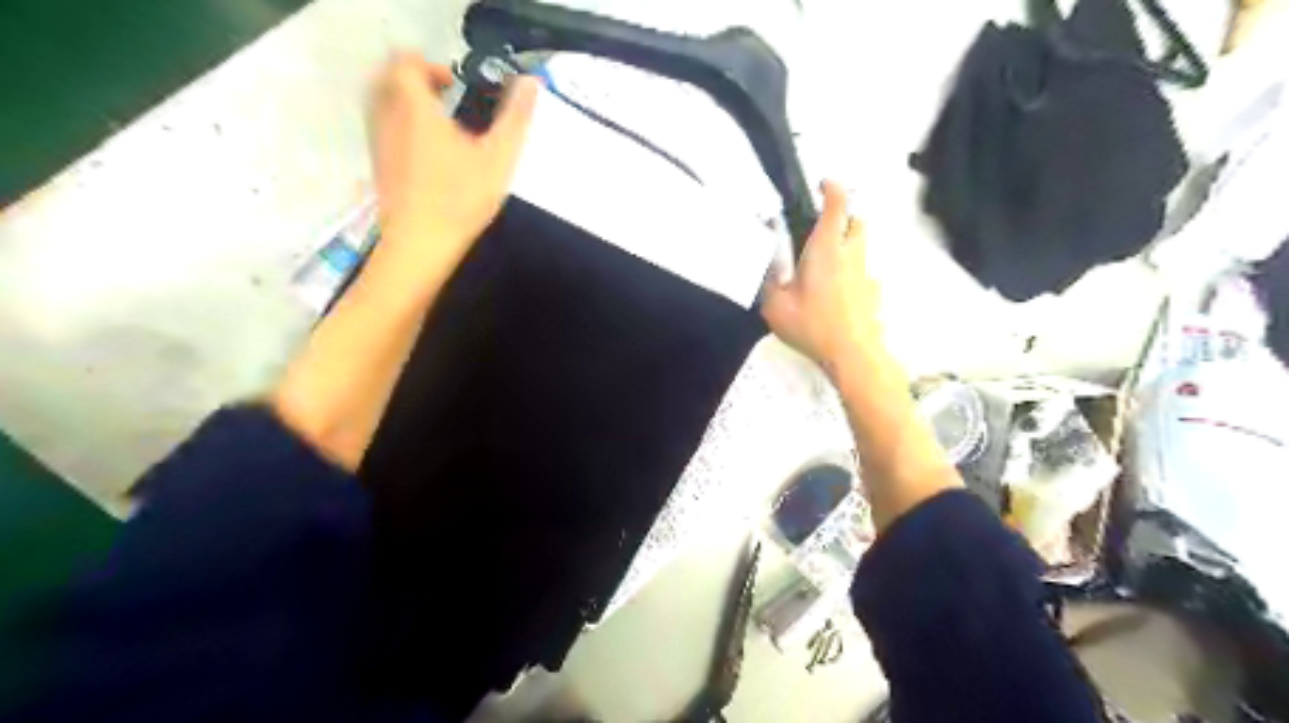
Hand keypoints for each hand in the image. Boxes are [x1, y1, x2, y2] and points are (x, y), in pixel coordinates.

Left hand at [369, 49, 539, 289]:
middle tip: (447, 100)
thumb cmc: (460, 199)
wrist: (420, 245)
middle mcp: (389, 118)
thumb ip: (516, 119)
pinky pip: (383, 129)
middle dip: (416, 80)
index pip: (407, 63)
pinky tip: (429, 153)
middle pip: (389, 78)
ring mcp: (379, 143)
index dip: (431, 66)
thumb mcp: (498, 159)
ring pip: (382, 104)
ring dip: (407, 103)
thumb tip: (530, 83)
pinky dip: (401, 127)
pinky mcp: (379, 166)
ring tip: (440, 126)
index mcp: (415, 108)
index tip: (456, 86)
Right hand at [759, 181, 882, 379]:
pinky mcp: (873, 294)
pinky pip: (863, 275)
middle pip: (857, 221)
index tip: (823, 183)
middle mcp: (851, 255)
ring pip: (861, 248)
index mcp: (826, 249)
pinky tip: (836, 297)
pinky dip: (851, 276)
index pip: (838, 204)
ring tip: (824, 268)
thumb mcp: (776, 306)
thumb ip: (770, 285)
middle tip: (822, 229)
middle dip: (844, 216)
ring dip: (846, 247)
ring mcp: (866, 274)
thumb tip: (772, 274)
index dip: (832, 187)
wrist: (853, 354)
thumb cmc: (813, 325)